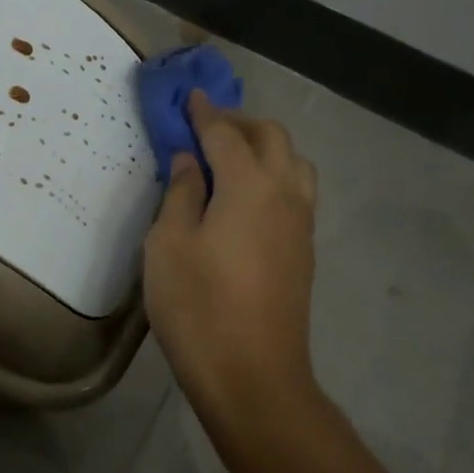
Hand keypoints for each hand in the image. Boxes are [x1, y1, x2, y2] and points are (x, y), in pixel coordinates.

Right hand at [143, 91, 319, 424]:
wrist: (253, 376)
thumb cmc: (198, 306)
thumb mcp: (168, 244)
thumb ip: (181, 193)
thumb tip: (190, 160)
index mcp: (249, 185)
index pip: (225, 134)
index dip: (204, 113)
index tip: (191, 96)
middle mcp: (284, 194)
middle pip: (271, 138)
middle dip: (239, 122)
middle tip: (205, 126)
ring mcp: (301, 223)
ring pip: (293, 163)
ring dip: (264, 147)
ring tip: (230, 158)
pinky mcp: (304, 250)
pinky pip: (296, 190)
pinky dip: (275, 174)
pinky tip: (248, 195)